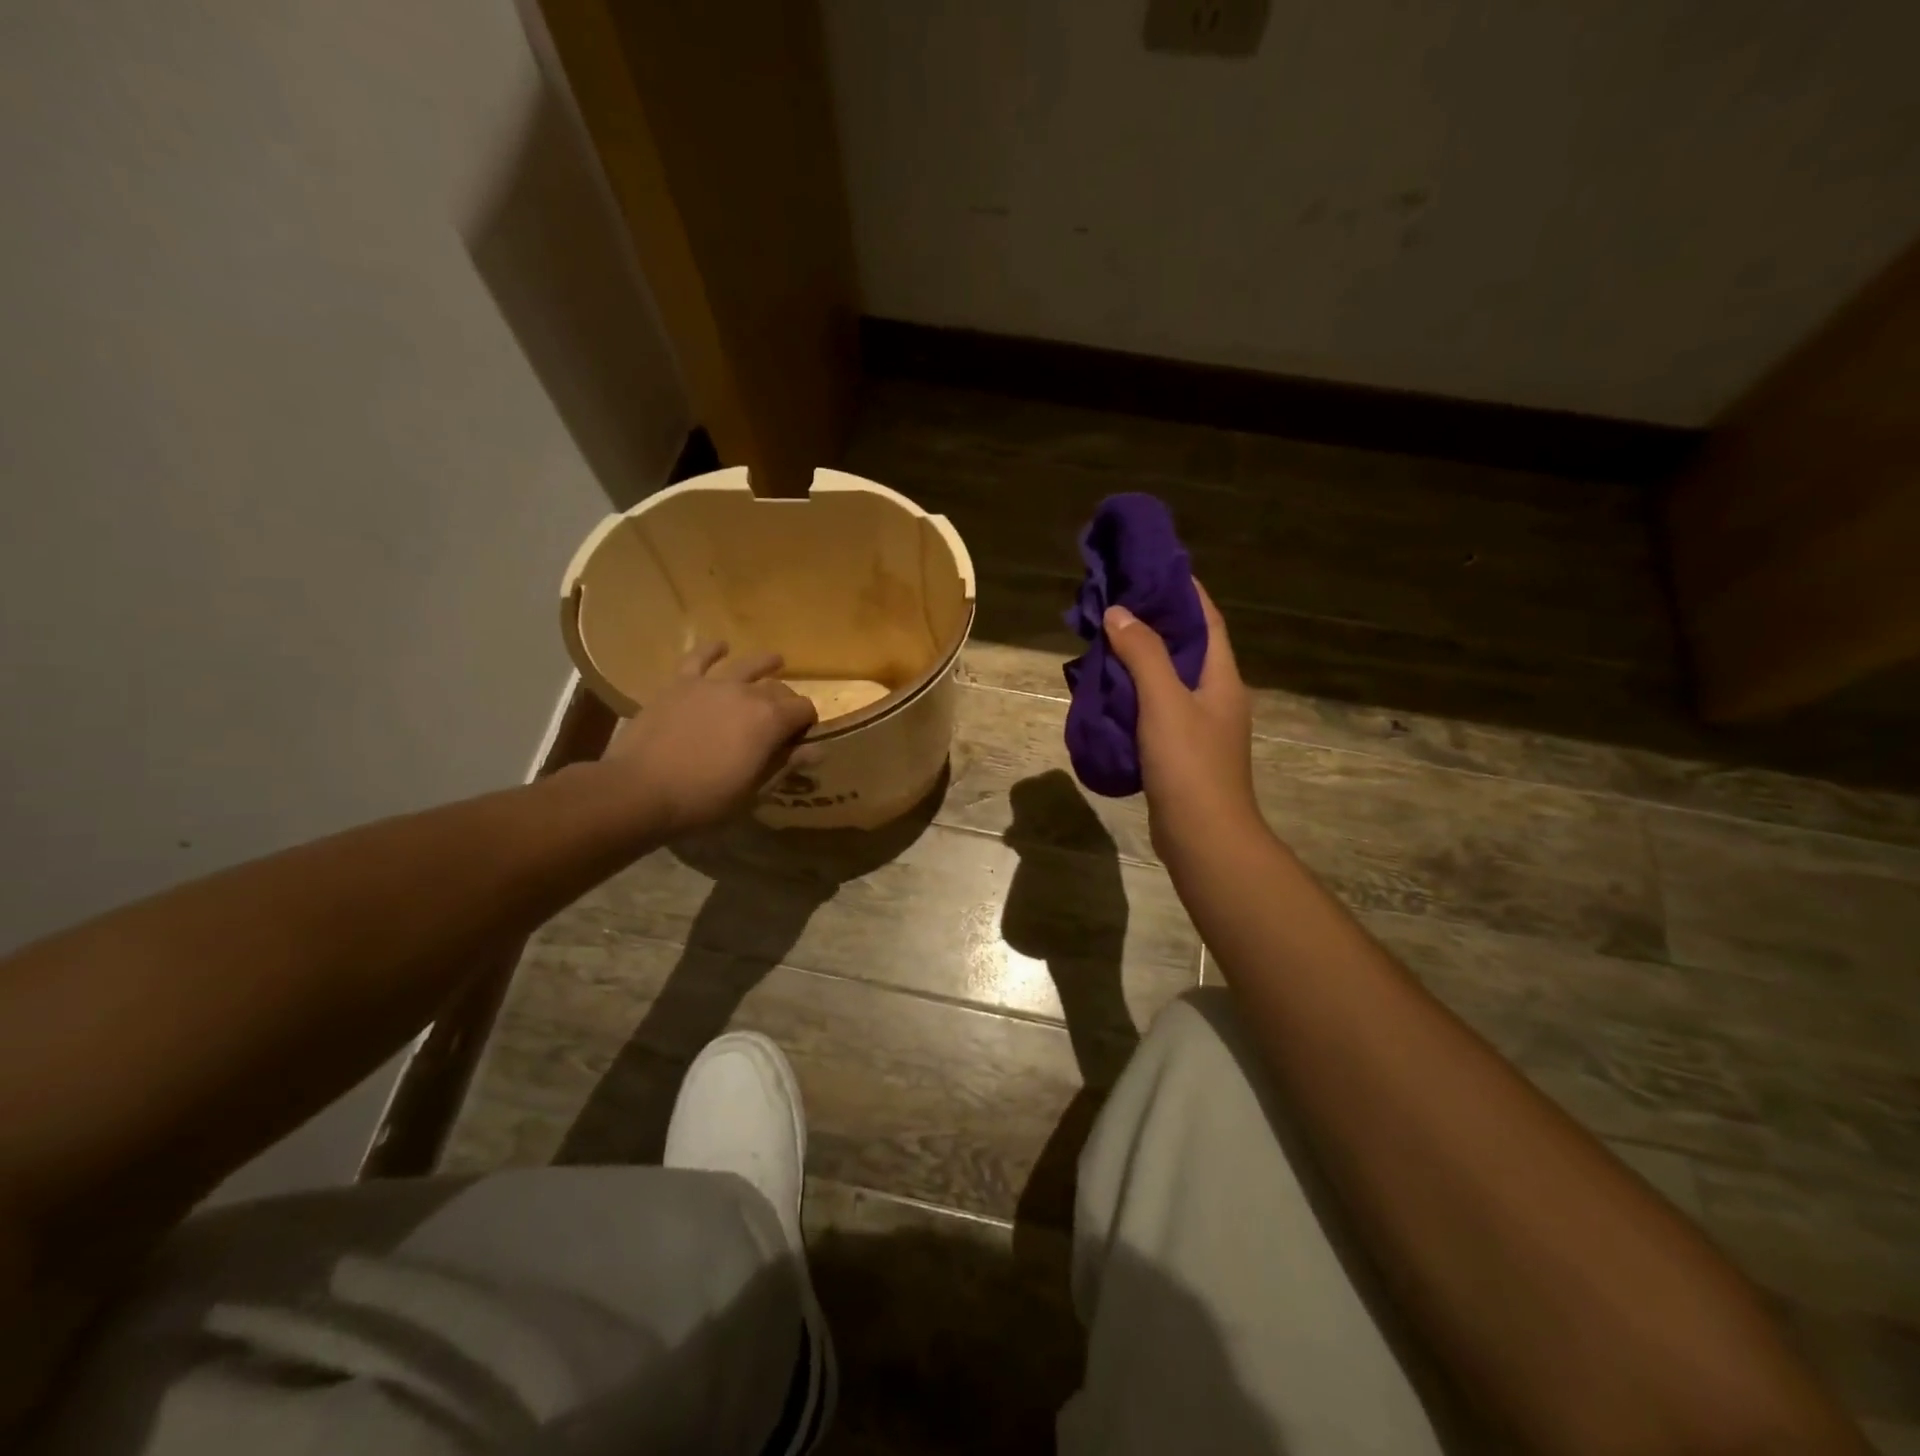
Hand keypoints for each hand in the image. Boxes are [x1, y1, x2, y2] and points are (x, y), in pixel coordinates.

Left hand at [602, 642, 817, 838]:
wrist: (640, 790)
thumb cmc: (703, 799)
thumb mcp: (753, 792)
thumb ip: (785, 765)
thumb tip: (817, 750)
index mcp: (771, 720)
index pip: (804, 710)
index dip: (808, 723)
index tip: (802, 738)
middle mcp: (747, 693)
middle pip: (778, 688)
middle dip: (787, 701)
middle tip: (783, 718)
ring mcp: (712, 684)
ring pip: (747, 665)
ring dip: (765, 663)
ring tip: (776, 660)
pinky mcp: (680, 683)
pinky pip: (699, 657)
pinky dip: (712, 650)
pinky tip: (721, 646)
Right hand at [1103, 582, 1258, 860]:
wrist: (1203, 836)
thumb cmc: (1190, 765)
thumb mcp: (1164, 702)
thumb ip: (1143, 654)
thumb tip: (1120, 612)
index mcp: (1222, 678)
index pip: (1207, 620)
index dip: (1184, 591)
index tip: (1152, 568)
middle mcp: (1216, 696)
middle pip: (1187, 647)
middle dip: (1156, 623)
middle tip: (1117, 603)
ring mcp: (1201, 726)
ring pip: (1169, 679)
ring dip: (1142, 659)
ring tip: (1105, 641)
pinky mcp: (1182, 750)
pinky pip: (1158, 709)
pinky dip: (1136, 693)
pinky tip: (1109, 692)